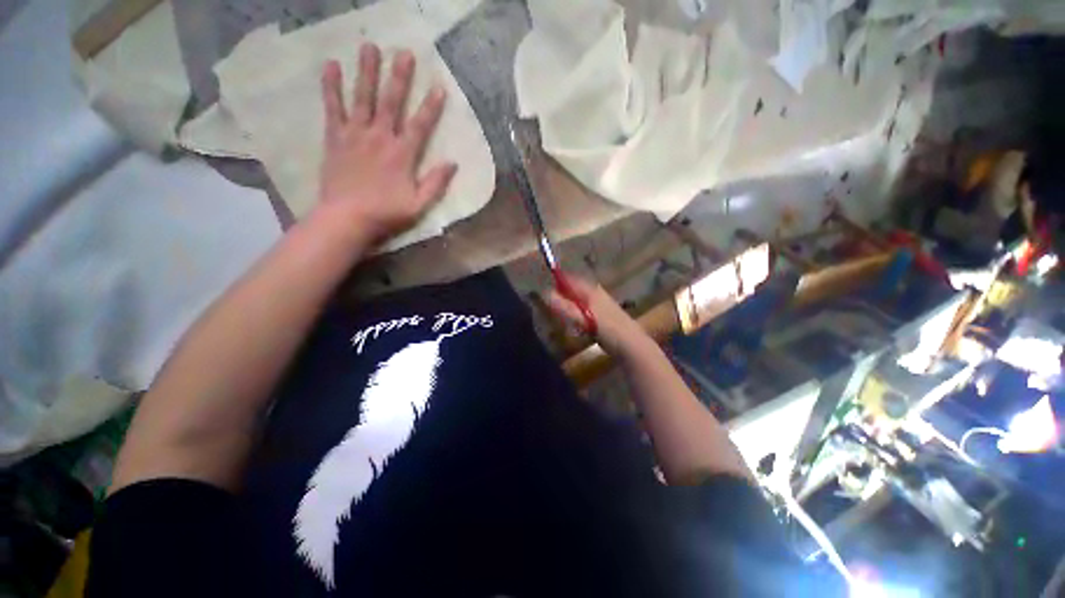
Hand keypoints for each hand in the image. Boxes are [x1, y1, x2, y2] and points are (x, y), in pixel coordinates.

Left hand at [316, 43, 457, 243]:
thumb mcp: (419, 205)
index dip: (431, 107)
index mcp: (402, 155)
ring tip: (369, 46)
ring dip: (366, 71)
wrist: (347, 218)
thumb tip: (453, 163)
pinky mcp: (335, 138)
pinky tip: (331, 66)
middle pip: (391, 103)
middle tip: (404, 52)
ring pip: (362, 97)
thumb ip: (436, 183)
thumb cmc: (386, 213)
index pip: (420, 126)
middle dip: (399, 77)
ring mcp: (355, 135)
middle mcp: (380, 138)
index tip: (440, 87)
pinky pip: (333, 108)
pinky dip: (331, 87)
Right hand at [544, 274, 648, 356]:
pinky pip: (585, 311)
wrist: (631, 344)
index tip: (544, 291)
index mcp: (591, 291)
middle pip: (574, 290)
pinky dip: (577, 315)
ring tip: (560, 317)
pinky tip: (575, 325)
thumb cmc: (607, 328)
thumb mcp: (583, 317)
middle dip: (562, 296)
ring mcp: (601, 305)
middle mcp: (596, 294)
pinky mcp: (603, 316)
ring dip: (569, 307)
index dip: (557, 283)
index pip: (570, 280)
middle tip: (550, 307)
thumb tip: (545, 294)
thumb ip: (565, 307)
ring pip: (579, 301)